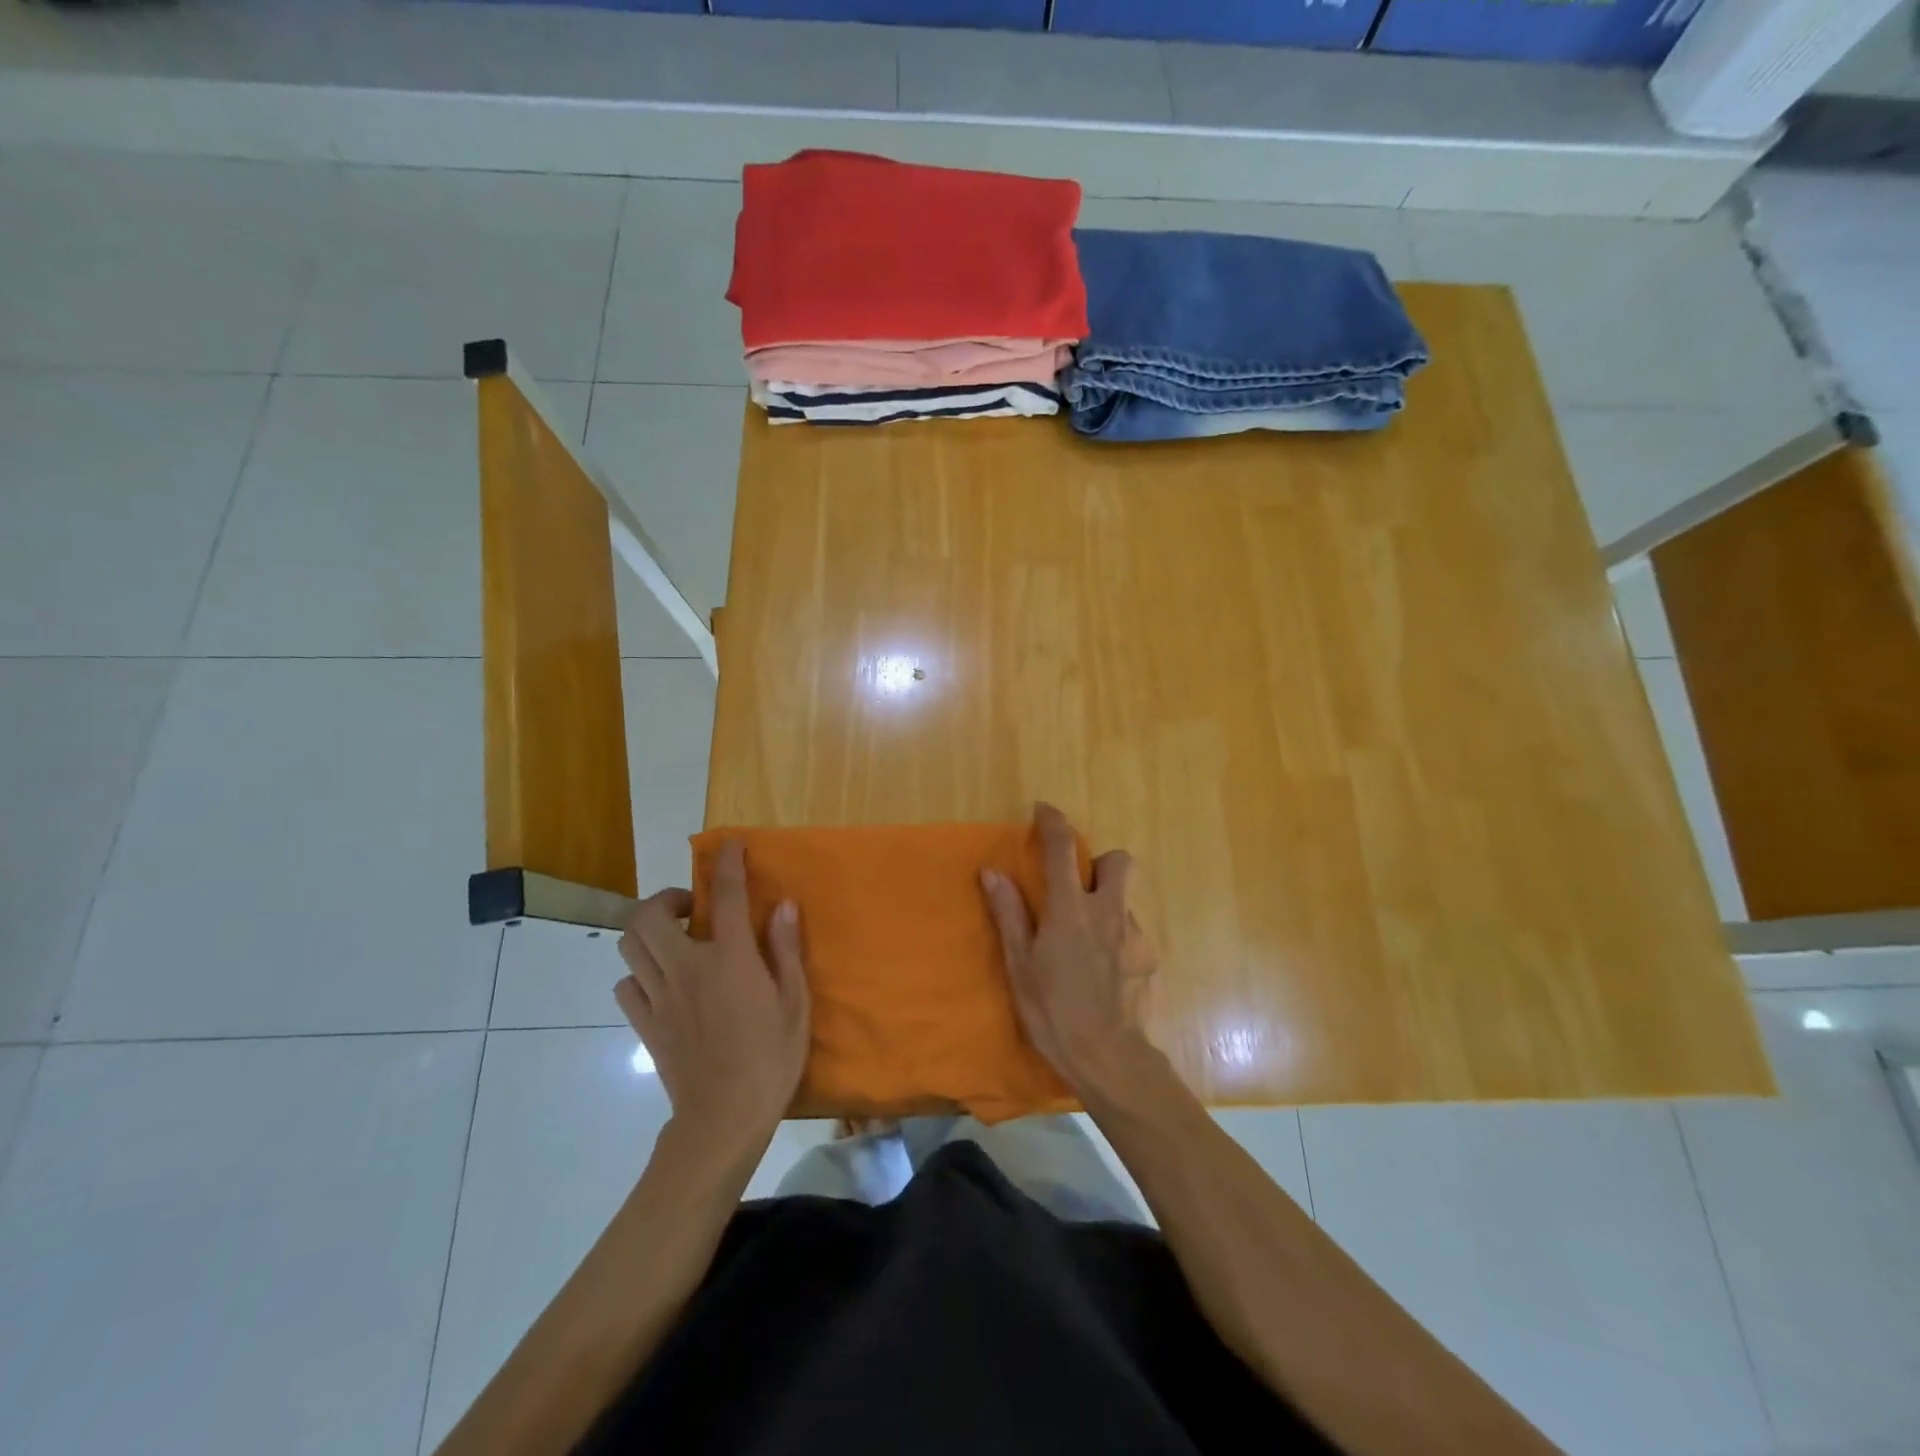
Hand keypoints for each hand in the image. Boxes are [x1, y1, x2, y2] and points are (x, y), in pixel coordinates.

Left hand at [615, 840, 809, 1143]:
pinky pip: (626, 986)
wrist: (723, 1119)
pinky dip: (639, 974)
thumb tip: (782, 905)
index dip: (726, 863)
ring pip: (629, 946)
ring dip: (647, 932)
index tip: (729, 845)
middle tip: (691, 909)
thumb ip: (786, 949)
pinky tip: (662, 982)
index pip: (723, 896)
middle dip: (665, 899)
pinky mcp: (644, 1024)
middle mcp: (686, 968)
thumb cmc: (770, 1058)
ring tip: (674, 940)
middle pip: (648, 915)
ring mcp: (659, 997)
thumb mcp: (794, 1002)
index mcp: (728, 959)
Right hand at [980, 802, 1155, 1093]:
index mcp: (1071, 909)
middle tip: (1079, 886)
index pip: (1063, 849)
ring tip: (1086, 939)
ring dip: (1106, 903)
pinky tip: (1102, 968)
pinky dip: (1115, 936)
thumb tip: (992, 872)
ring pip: (1125, 899)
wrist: (1110, 1057)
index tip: (1044, 810)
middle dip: (1101, 862)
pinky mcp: (1149, 958)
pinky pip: (1130, 931)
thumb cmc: (1055, 1011)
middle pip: (1119, 860)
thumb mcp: (1022, 965)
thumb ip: (1009, 914)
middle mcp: (1108, 911)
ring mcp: (1134, 935)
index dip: (1054, 822)